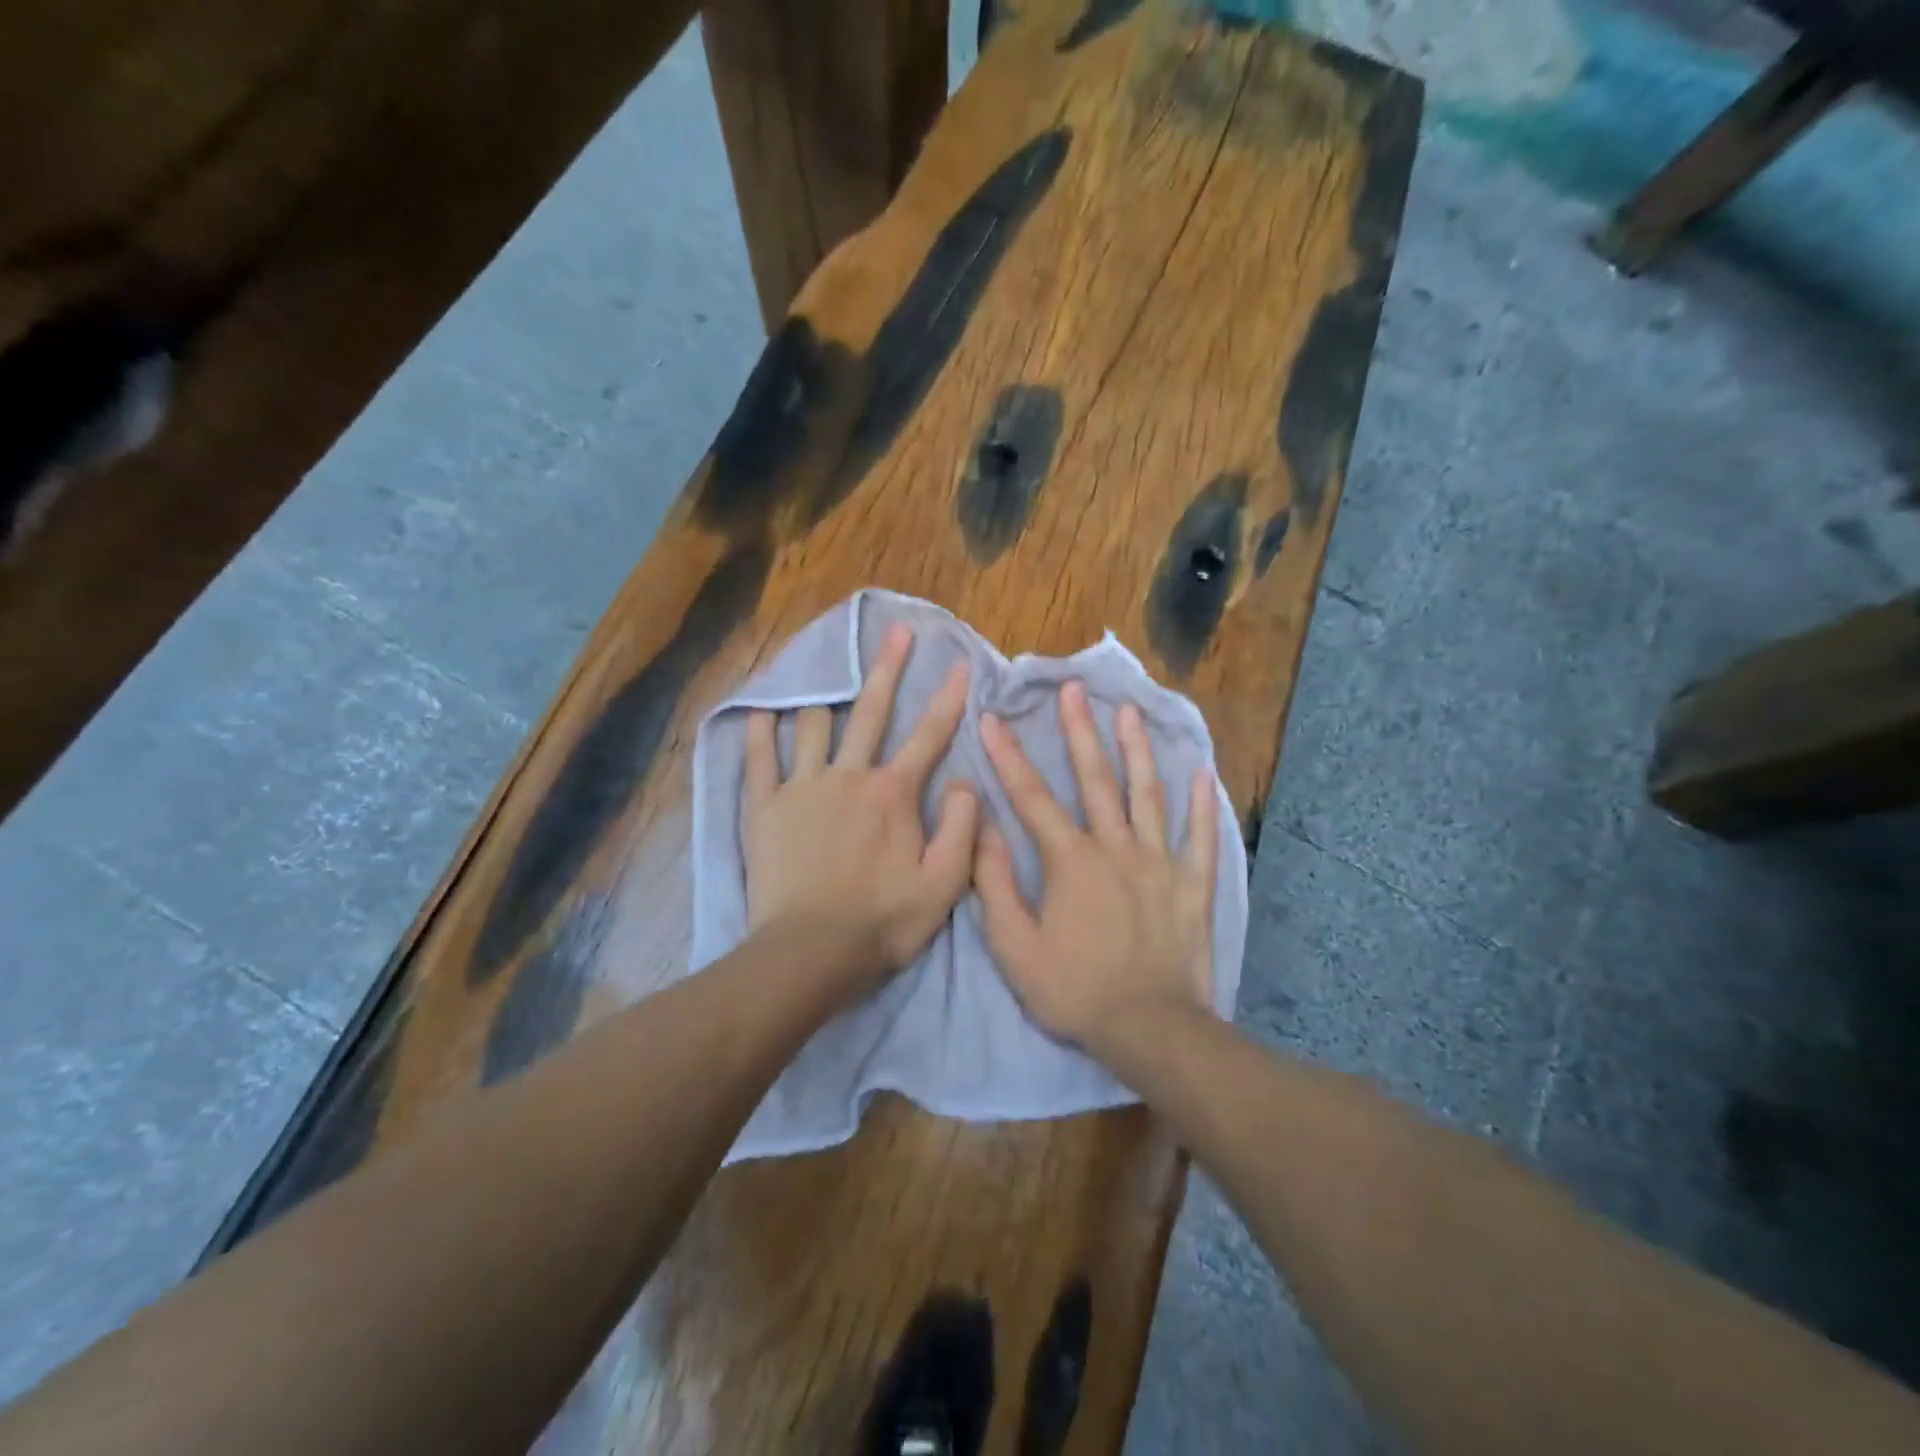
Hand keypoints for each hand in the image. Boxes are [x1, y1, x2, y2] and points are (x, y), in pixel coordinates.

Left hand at [743, 623, 979, 998]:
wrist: (809, 953)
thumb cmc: (882, 922)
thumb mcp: (944, 884)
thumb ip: (963, 828)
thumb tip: (968, 781)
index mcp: (894, 793)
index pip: (929, 735)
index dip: (948, 697)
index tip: (959, 662)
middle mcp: (849, 776)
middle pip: (871, 711)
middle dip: (888, 667)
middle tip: (898, 630)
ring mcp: (802, 787)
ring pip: (814, 725)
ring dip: (826, 696)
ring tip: (825, 669)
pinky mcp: (765, 808)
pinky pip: (759, 759)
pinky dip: (761, 732)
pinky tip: (762, 710)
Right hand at [975, 681, 1219, 1064]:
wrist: (1150, 1029)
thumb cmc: (1075, 990)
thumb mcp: (1015, 946)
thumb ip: (994, 883)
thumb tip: (981, 828)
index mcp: (1070, 860)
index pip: (1032, 798)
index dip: (1009, 756)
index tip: (992, 719)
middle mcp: (1116, 847)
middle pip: (1096, 779)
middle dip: (1080, 731)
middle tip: (1073, 689)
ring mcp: (1160, 862)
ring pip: (1148, 794)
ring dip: (1137, 749)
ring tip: (1130, 710)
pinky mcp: (1193, 884)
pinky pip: (1201, 836)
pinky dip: (1202, 804)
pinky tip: (1203, 772)